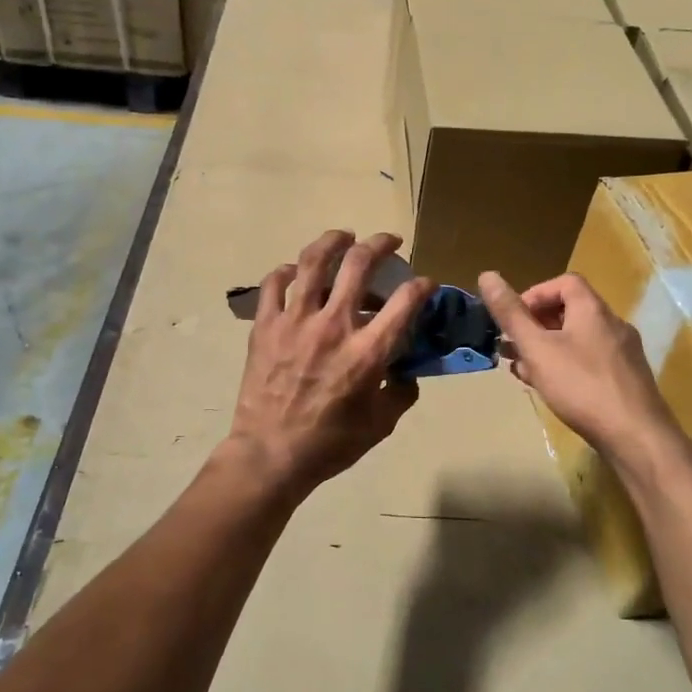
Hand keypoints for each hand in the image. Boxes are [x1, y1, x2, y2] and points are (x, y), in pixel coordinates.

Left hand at [229, 231, 433, 493]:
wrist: (270, 455)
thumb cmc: (330, 444)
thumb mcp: (381, 425)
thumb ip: (401, 392)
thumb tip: (407, 371)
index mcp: (368, 351)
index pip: (405, 301)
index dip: (422, 285)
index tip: (425, 283)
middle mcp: (334, 325)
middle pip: (360, 264)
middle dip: (381, 244)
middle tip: (389, 241)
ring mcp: (296, 321)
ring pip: (314, 262)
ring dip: (333, 241)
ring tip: (344, 236)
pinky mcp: (265, 325)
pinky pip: (274, 284)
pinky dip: (287, 271)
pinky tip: (296, 271)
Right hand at [478, 271, 680, 462]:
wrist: (636, 437)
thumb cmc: (581, 386)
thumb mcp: (537, 348)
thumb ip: (511, 314)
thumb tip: (487, 275)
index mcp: (593, 310)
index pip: (564, 282)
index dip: (535, 294)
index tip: (514, 318)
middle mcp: (612, 325)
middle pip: (569, 312)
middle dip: (535, 326)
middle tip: (511, 347)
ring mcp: (623, 354)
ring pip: (577, 340)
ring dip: (547, 348)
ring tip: (523, 370)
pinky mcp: (626, 380)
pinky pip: (590, 362)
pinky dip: (566, 366)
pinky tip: (550, 389)